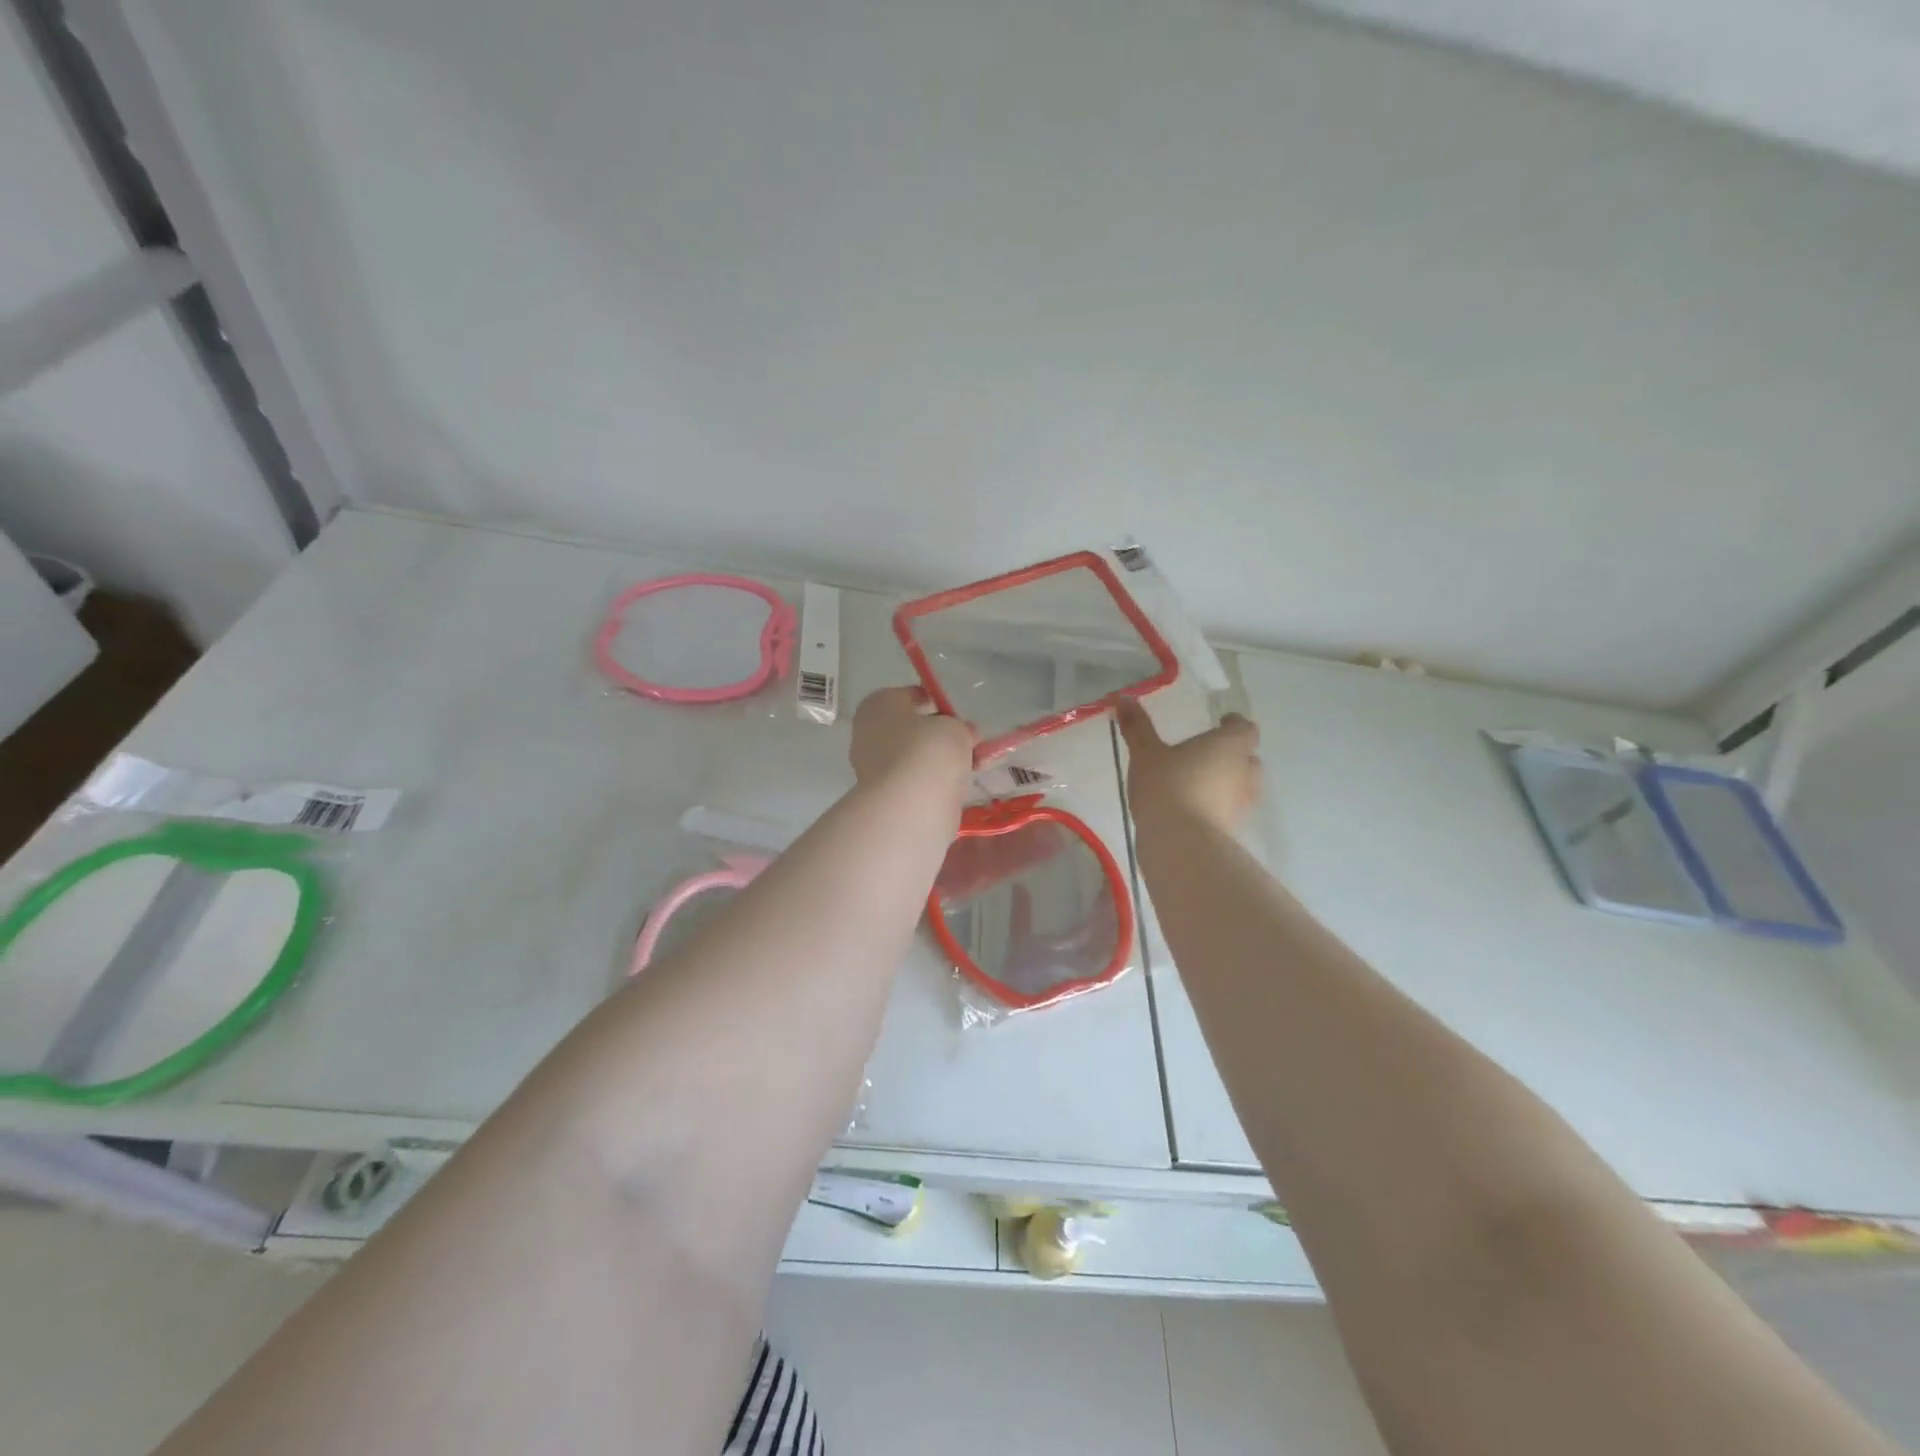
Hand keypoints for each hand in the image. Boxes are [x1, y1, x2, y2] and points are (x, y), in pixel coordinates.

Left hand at [850, 687, 975, 798]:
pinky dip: (932, 781)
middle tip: (967, 742)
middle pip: (911, 729)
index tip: (957, 716)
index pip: (909, 696)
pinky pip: (913, 780)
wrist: (910, 806)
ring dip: (939, 760)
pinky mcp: (883, 795)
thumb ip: (960, 727)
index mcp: (879, 704)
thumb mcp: (955, 728)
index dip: (937, 703)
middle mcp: (868, 732)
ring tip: (971, 766)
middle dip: (939, 735)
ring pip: (913, 756)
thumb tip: (963, 733)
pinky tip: (957, 785)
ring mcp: (872, 766)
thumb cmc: (929, 751)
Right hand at [1116, 698, 1261, 833]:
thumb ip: (1137, 727)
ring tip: (1198, 782)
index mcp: (1230, 744)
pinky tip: (1192, 808)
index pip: (1244, 728)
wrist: (1180, 842)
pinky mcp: (1234, 828)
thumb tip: (1124, 698)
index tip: (1219, 723)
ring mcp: (1244, 802)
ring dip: (1225, 781)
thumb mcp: (1145, 753)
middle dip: (1230, 754)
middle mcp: (1246, 770)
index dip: (1233, 725)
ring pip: (1241, 784)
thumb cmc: (1166, 786)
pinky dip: (1217, 805)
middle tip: (1205, 754)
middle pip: (1247, 756)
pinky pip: (1229, 809)